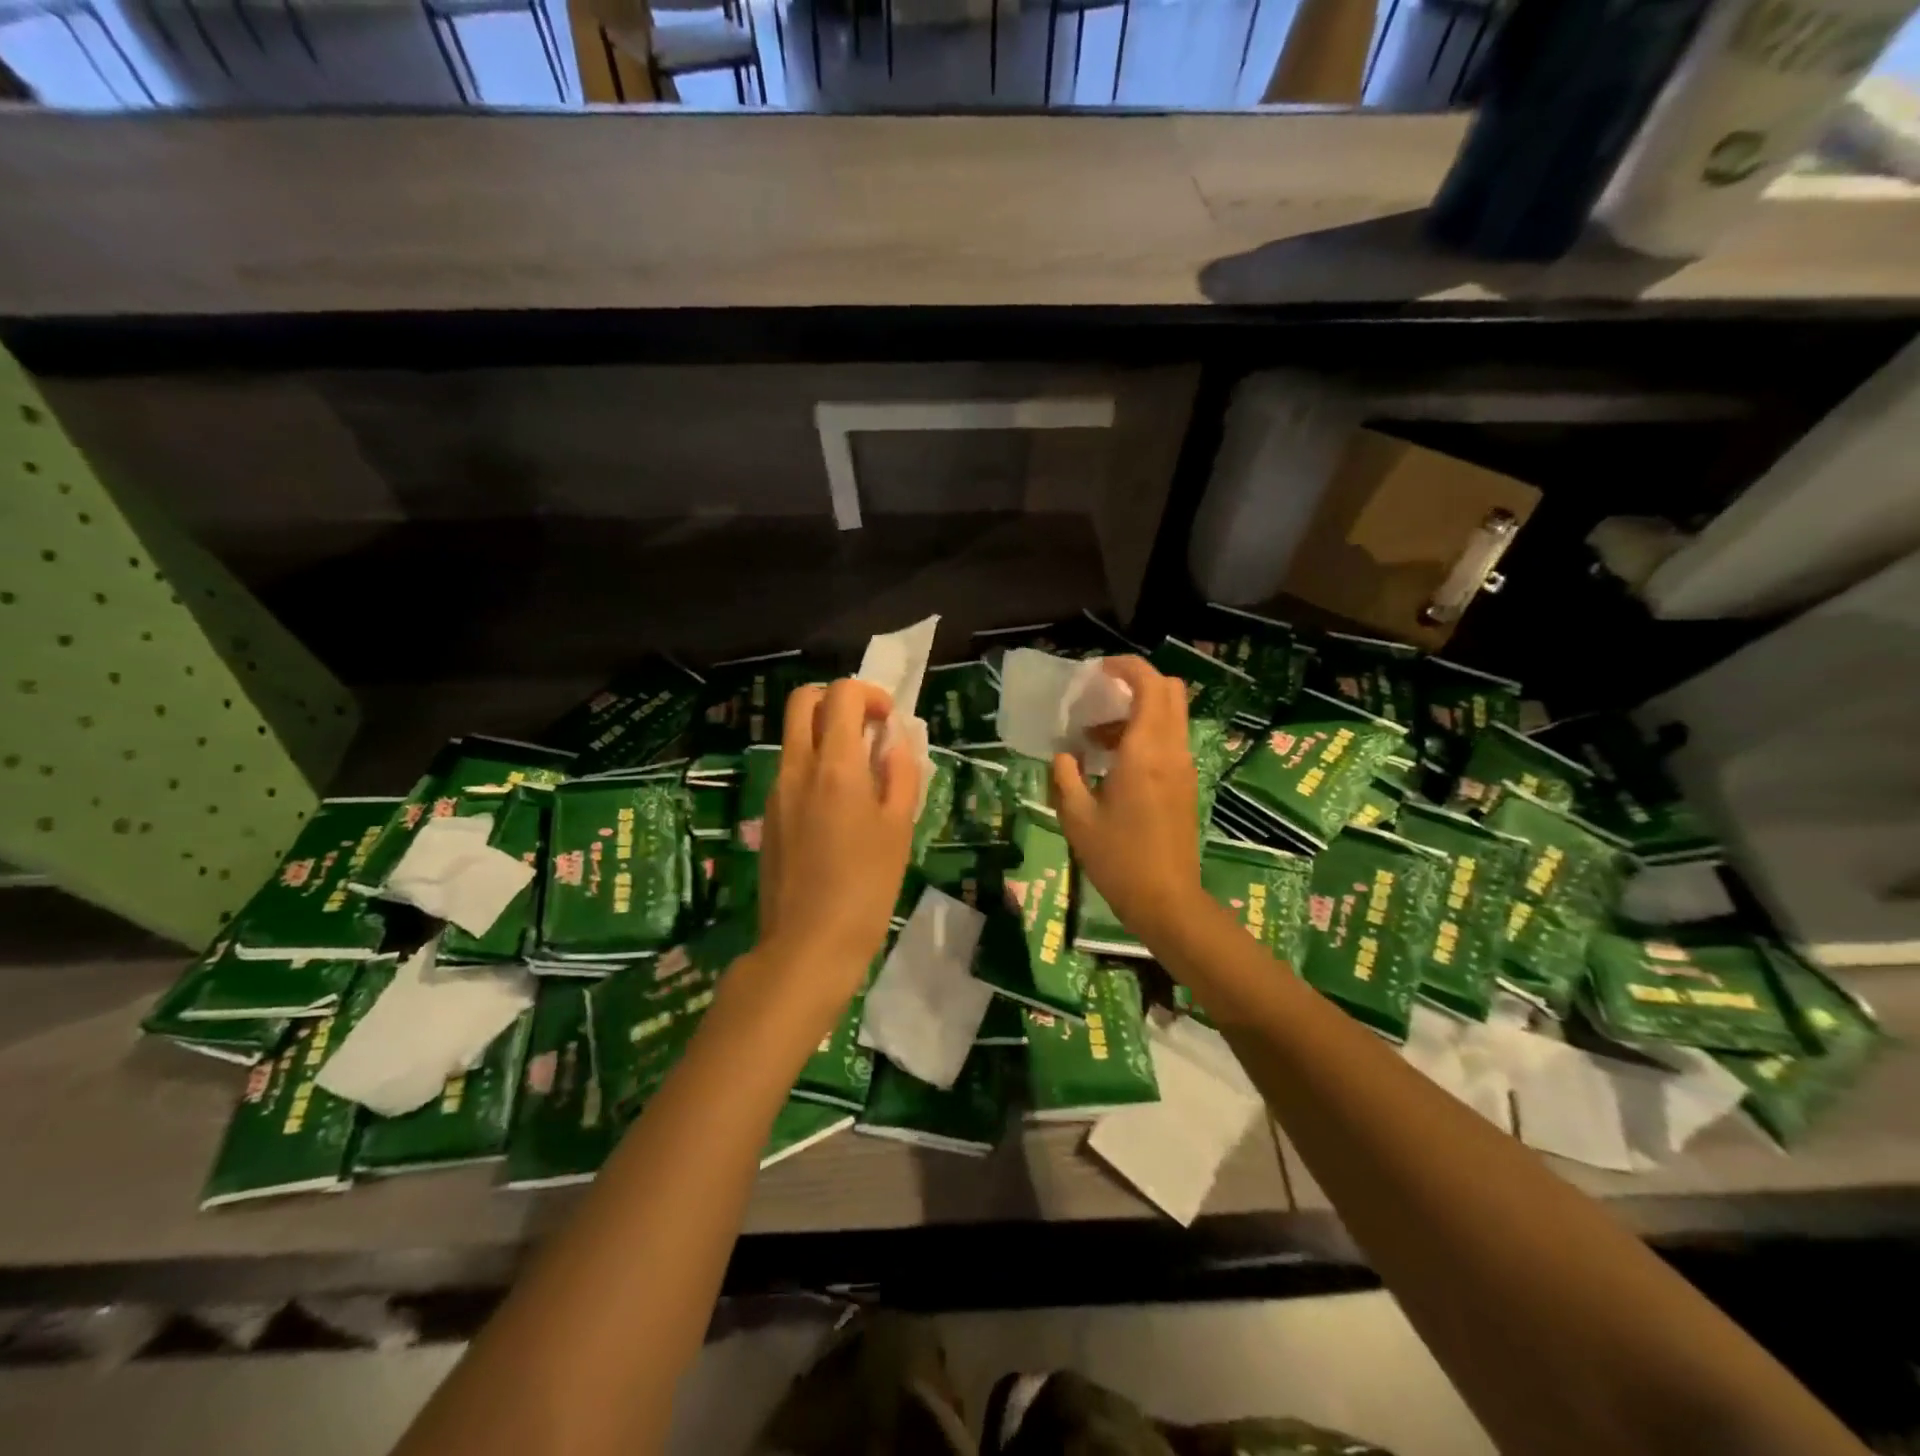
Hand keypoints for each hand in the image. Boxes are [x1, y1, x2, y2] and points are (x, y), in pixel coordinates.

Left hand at [755, 678, 917, 1006]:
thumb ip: (900, 774)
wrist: (808, 944)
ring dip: (824, 734)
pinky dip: (813, 765)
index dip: (869, 694)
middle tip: (866, 731)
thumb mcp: (898, 828)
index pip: (841, 694)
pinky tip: (838, 809)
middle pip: (802, 701)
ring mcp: (776, 791)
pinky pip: (790, 770)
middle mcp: (797, 767)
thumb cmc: (866, 886)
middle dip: (836, 700)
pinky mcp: (769, 816)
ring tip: (860, 774)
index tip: (889, 721)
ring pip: (793, 736)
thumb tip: (895, 741)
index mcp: (834, 765)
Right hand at [1051, 656, 1205, 945]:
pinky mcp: (1185, 785)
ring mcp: (1183, 768)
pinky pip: (1168, 741)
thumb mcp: (1077, 819)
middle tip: (1100, 695)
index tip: (1096, 670)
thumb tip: (1064, 755)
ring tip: (1093, 738)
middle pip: (1170, 691)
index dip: (1126, 667)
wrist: (1167, 901)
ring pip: (1170, 717)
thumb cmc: (1118, 859)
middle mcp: (1171, 751)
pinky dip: (1144, 735)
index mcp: (1144, 752)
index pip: (1149, 685)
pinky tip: (1111, 764)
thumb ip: (1065, 777)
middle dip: (1136, 682)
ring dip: (1136, 712)